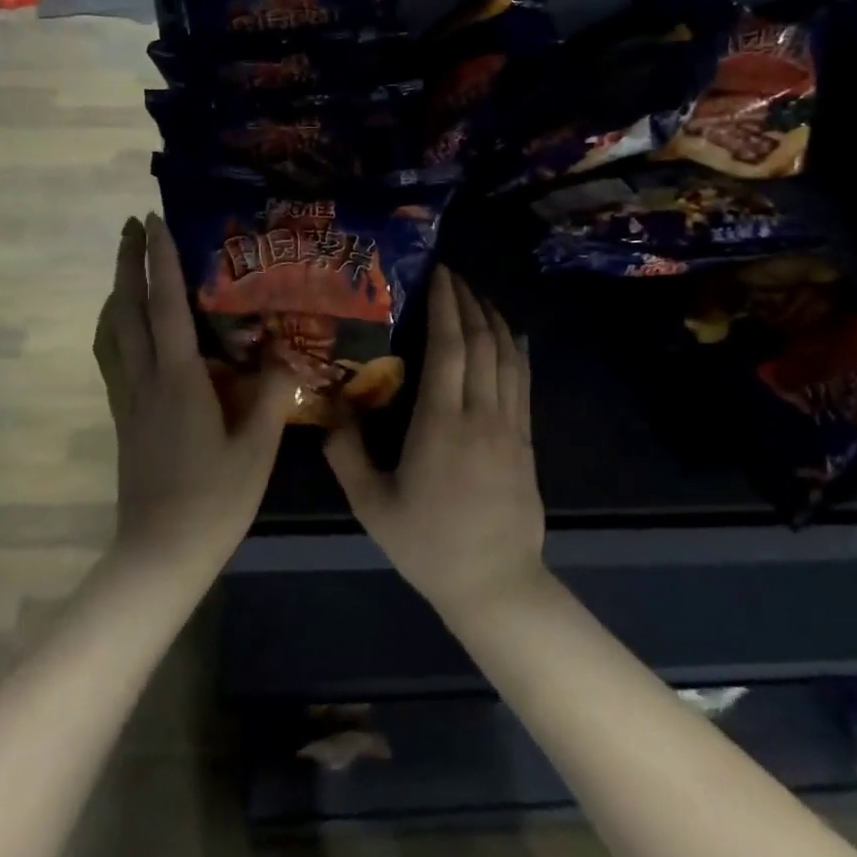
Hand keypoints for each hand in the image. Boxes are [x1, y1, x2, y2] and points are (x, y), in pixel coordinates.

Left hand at [95, 215, 292, 578]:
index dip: (161, 261)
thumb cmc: (214, 501)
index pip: (166, 306)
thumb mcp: (257, 448)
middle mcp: (145, 381)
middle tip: (132, 227)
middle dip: (128, 264)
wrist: (160, 553)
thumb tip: (285, 351)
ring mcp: (128, 400)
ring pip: (111, 334)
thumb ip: (272, 394)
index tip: (154, 221)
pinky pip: (112, 358)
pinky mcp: (124, 419)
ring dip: (115, 293)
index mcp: (178, 380)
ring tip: (127, 269)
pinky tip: (128, 331)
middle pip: (126, 310)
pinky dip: (115, 329)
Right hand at [325, 266, 546, 621]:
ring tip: (476, 295)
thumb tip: (330, 411)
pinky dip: (516, 350)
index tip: (437, 274)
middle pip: (480, 342)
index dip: (445, 305)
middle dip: (467, 301)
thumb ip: (346, 454)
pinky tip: (510, 335)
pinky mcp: (525, 440)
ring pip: (506, 356)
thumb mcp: (371, 505)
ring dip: (492, 319)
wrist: (494, 582)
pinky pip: (523, 382)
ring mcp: (509, 426)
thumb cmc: (428, 544)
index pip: (448, 347)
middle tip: (451, 274)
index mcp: (441, 424)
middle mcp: (480, 414)